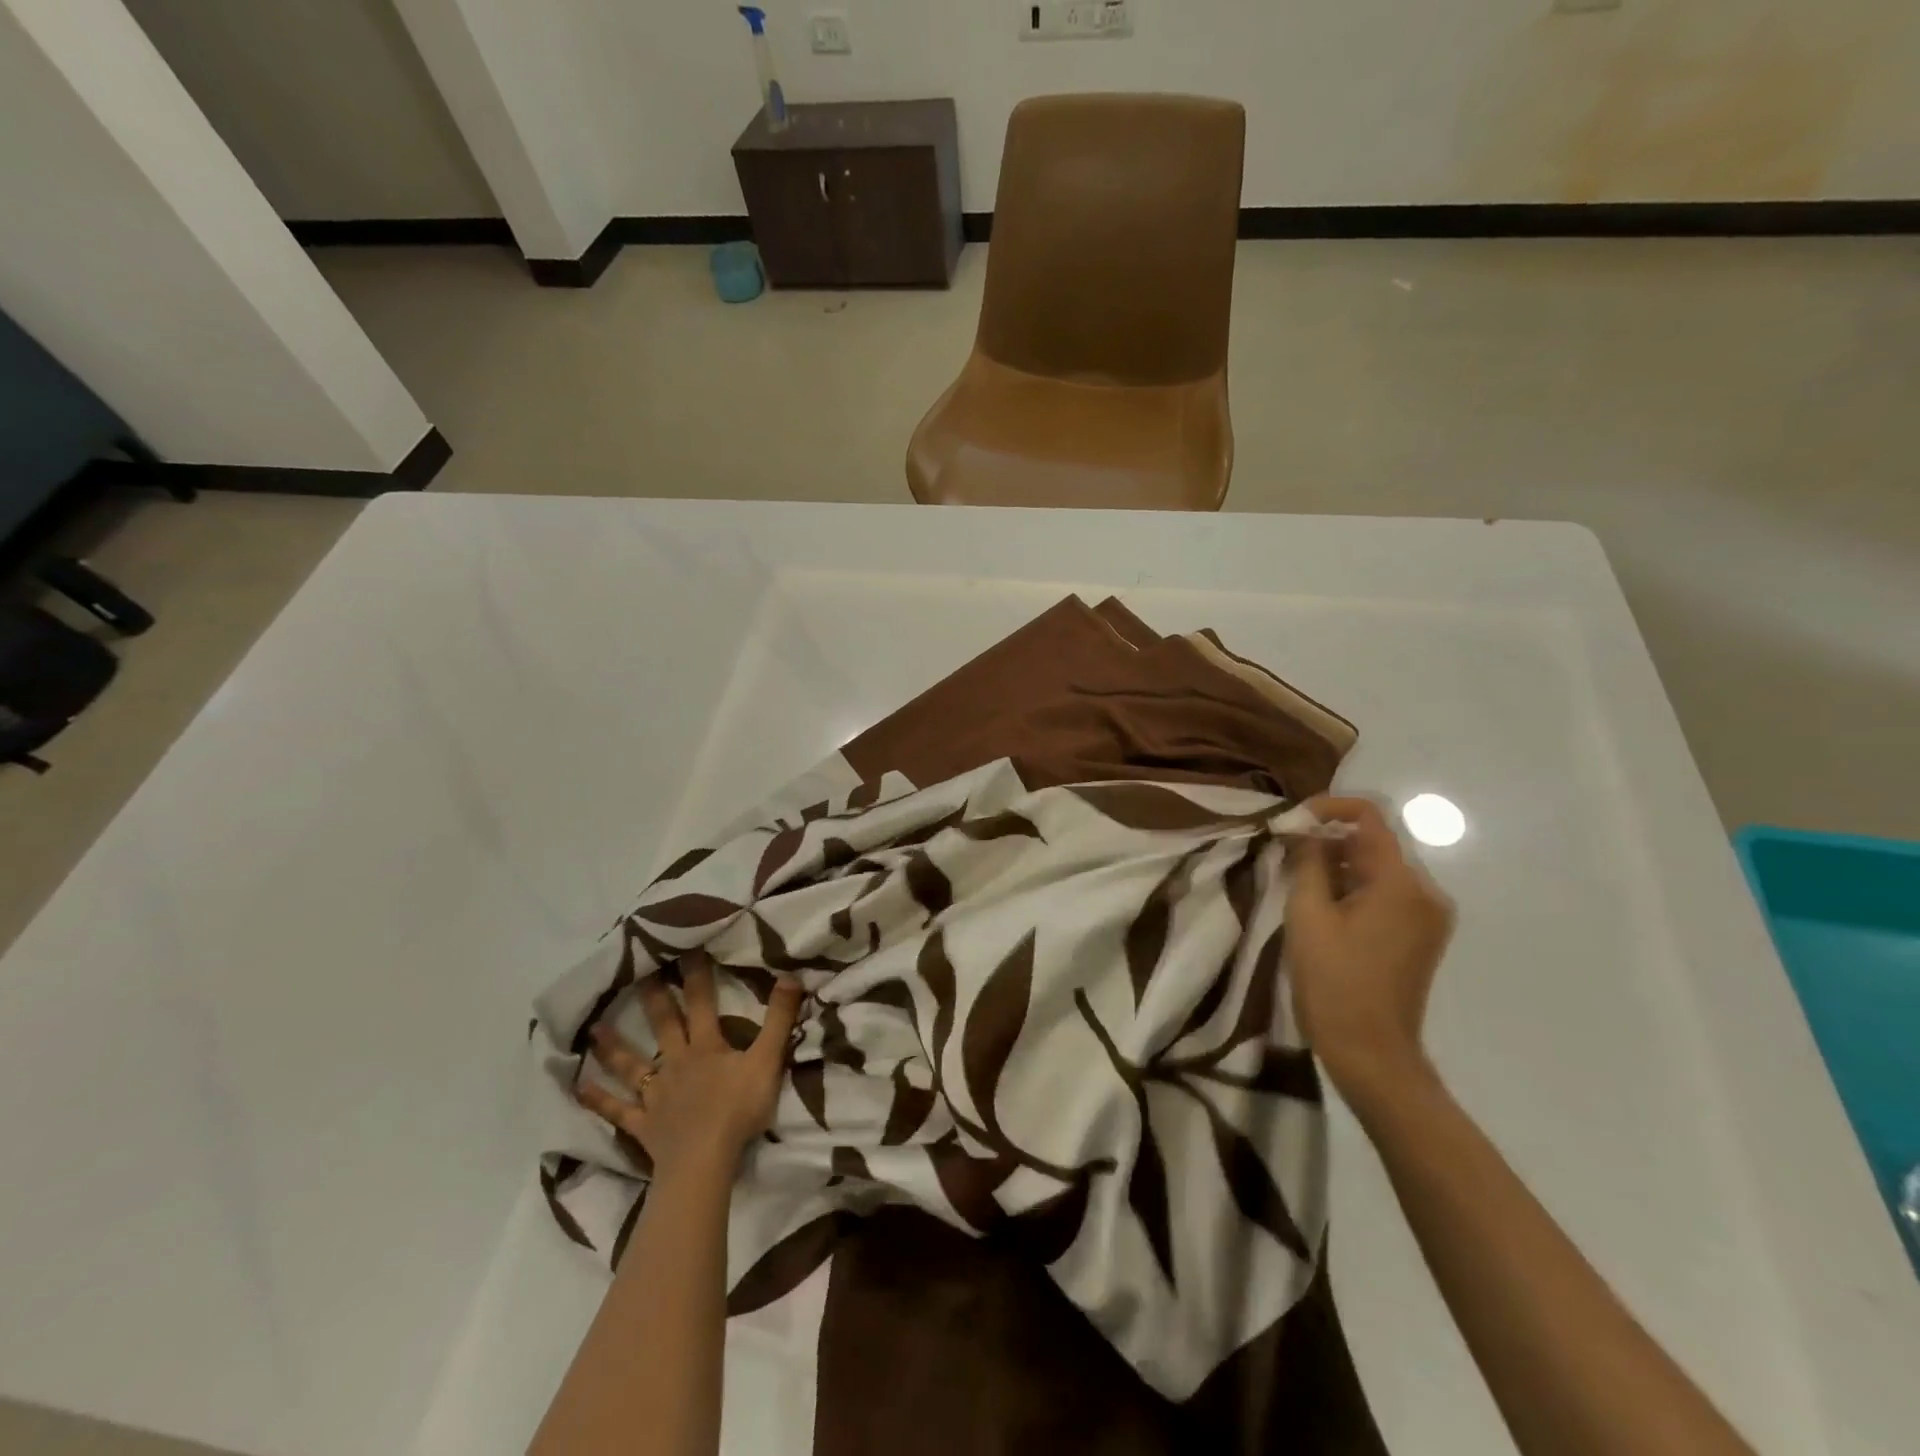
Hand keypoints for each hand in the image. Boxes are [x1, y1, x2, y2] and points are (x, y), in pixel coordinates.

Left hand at [578, 953, 804, 1183]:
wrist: (703, 1163)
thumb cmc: (738, 1111)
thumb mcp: (767, 1061)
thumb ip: (779, 1020)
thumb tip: (791, 976)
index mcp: (705, 1046)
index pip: (701, 1001)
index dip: (695, 973)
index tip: (684, 945)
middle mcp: (676, 1062)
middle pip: (663, 1024)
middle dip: (653, 996)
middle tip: (636, 970)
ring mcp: (656, 1094)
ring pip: (631, 1064)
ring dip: (613, 1045)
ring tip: (594, 1027)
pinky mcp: (643, 1124)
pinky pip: (617, 1110)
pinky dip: (598, 1099)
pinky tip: (578, 1088)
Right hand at [1286, 796, 1454, 1109]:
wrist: (1371, 1052)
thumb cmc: (1333, 981)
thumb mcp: (1308, 914)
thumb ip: (1308, 861)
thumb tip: (1304, 829)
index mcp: (1401, 882)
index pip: (1371, 816)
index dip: (1328, 807)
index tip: (1291, 822)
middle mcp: (1426, 891)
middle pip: (1374, 842)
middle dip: (1328, 841)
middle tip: (1285, 858)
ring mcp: (1428, 915)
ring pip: (1377, 868)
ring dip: (1338, 866)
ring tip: (1299, 888)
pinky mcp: (1421, 935)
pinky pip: (1385, 893)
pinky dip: (1353, 889)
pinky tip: (1324, 911)